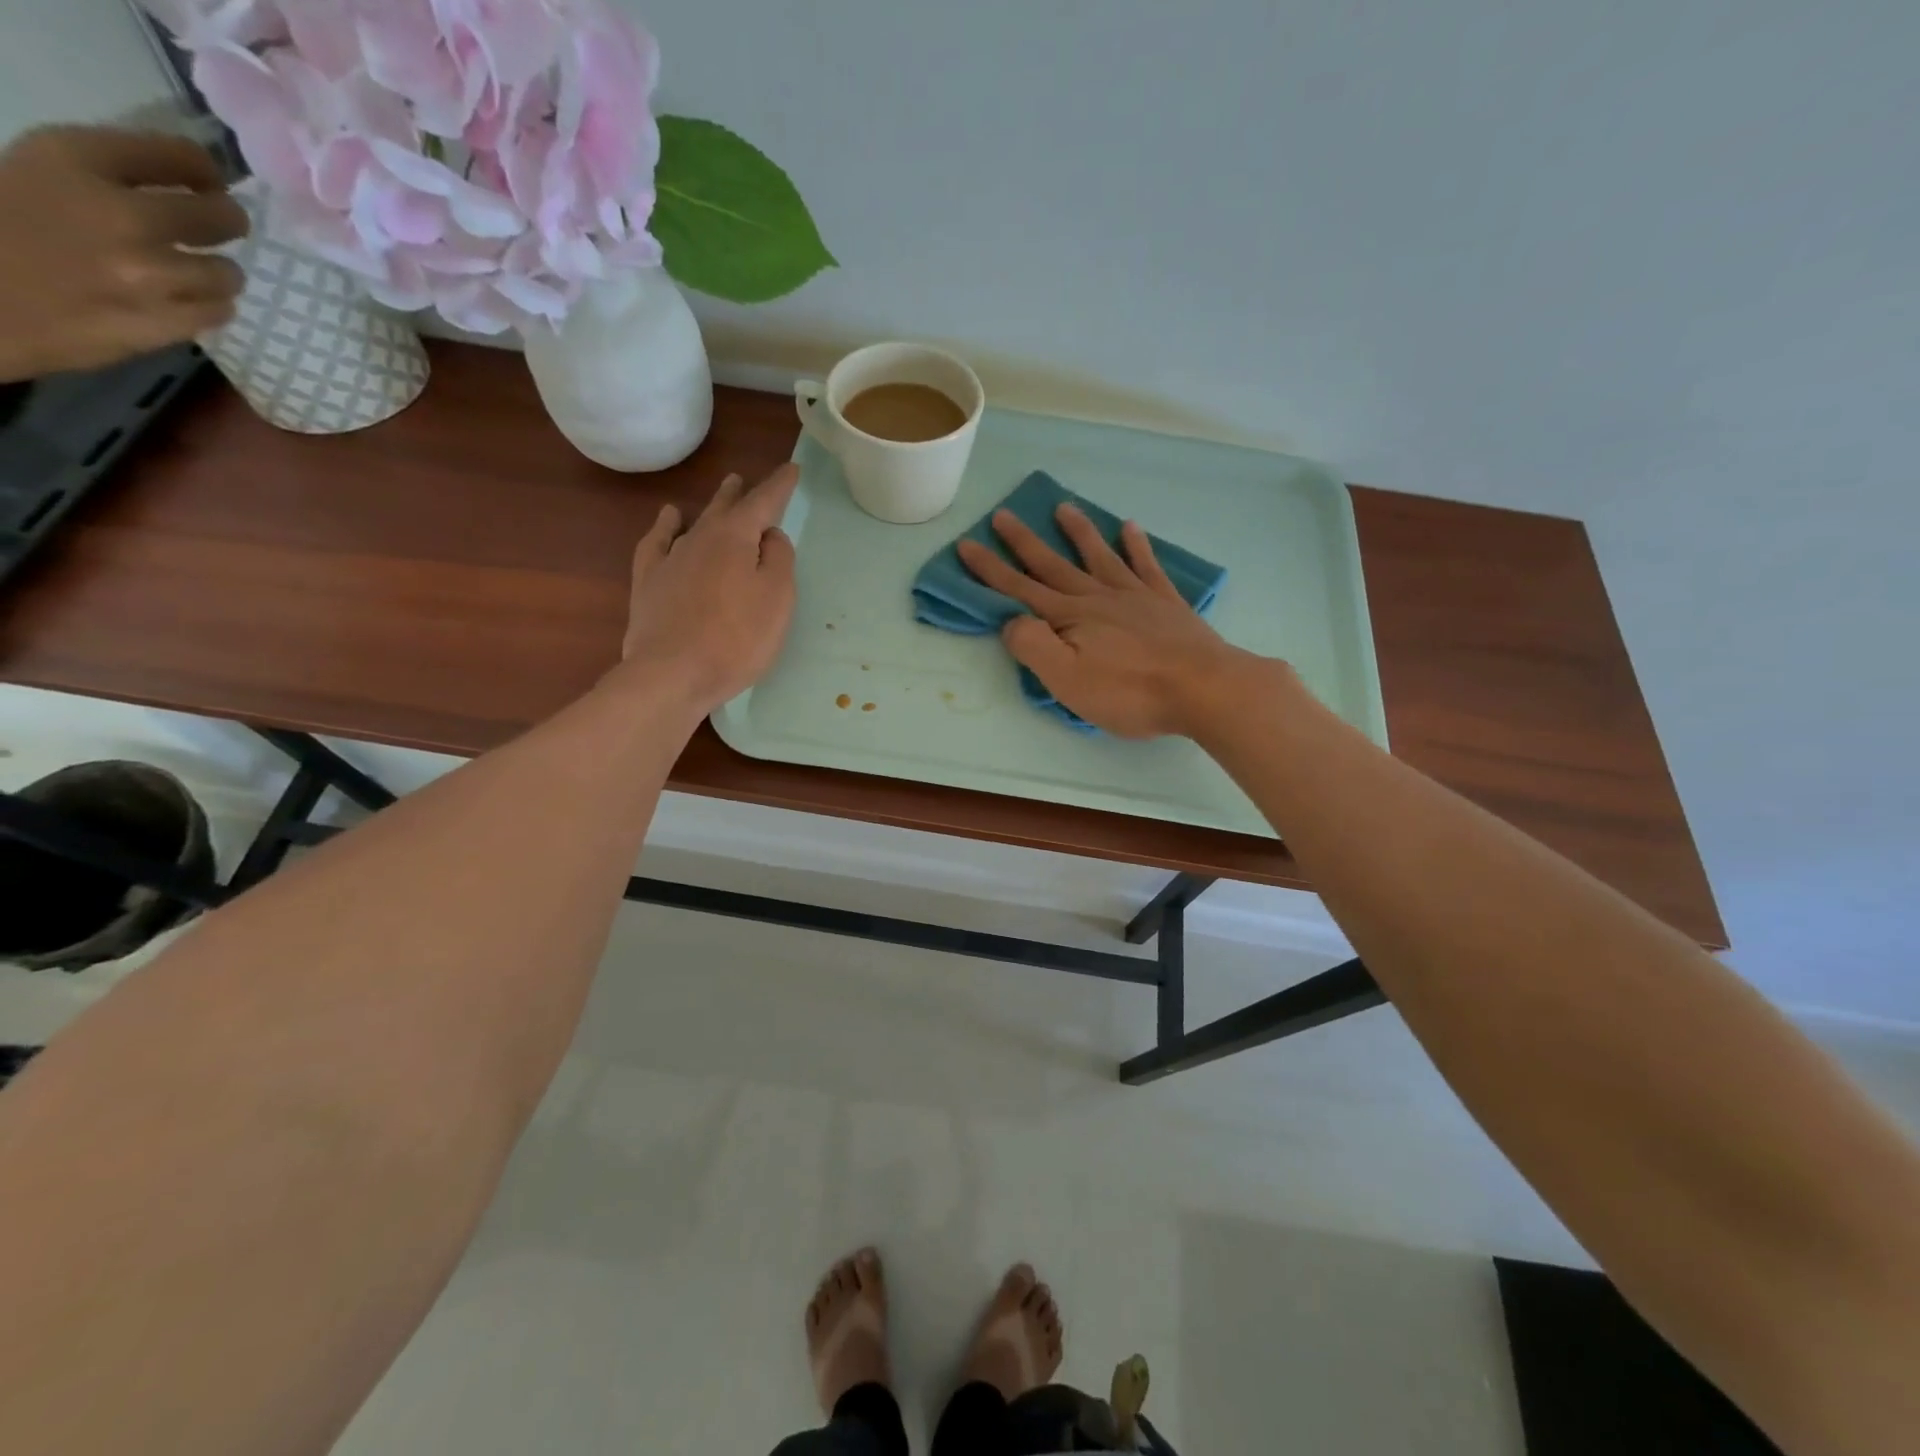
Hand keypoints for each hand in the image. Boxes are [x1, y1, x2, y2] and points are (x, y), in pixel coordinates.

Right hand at [0, 127, 247, 382]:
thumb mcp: (35, 170)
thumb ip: (104, 171)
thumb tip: (175, 179)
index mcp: (76, 161)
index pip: (181, 156)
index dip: (204, 170)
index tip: (208, 181)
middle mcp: (123, 217)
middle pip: (222, 218)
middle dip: (227, 220)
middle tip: (218, 225)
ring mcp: (150, 277)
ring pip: (227, 273)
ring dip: (216, 272)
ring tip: (193, 270)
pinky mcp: (165, 324)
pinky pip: (218, 311)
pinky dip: (208, 304)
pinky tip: (184, 299)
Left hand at [617, 463, 800, 712]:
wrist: (673, 674)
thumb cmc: (737, 638)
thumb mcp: (777, 598)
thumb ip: (778, 559)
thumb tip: (769, 535)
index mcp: (735, 538)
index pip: (763, 502)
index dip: (779, 485)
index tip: (791, 469)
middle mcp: (701, 538)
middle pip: (724, 508)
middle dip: (740, 493)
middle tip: (745, 480)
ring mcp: (670, 559)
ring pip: (694, 523)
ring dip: (710, 508)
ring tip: (721, 495)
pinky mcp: (648, 583)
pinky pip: (657, 542)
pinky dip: (666, 527)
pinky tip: (670, 520)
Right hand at [957, 504, 1263, 738]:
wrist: (1202, 687)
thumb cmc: (1129, 692)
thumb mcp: (1067, 680)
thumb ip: (1033, 647)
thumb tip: (1012, 621)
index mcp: (1069, 618)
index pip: (1020, 590)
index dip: (991, 569)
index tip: (967, 544)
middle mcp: (1097, 597)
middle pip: (1054, 565)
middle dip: (1024, 542)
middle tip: (1003, 514)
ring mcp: (1134, 596)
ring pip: (1098, 556)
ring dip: (1078, 532)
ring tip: (1063, 507)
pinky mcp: (1165, 603)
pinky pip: (1146, 565)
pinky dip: (1137, 545)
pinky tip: (1131, 527)